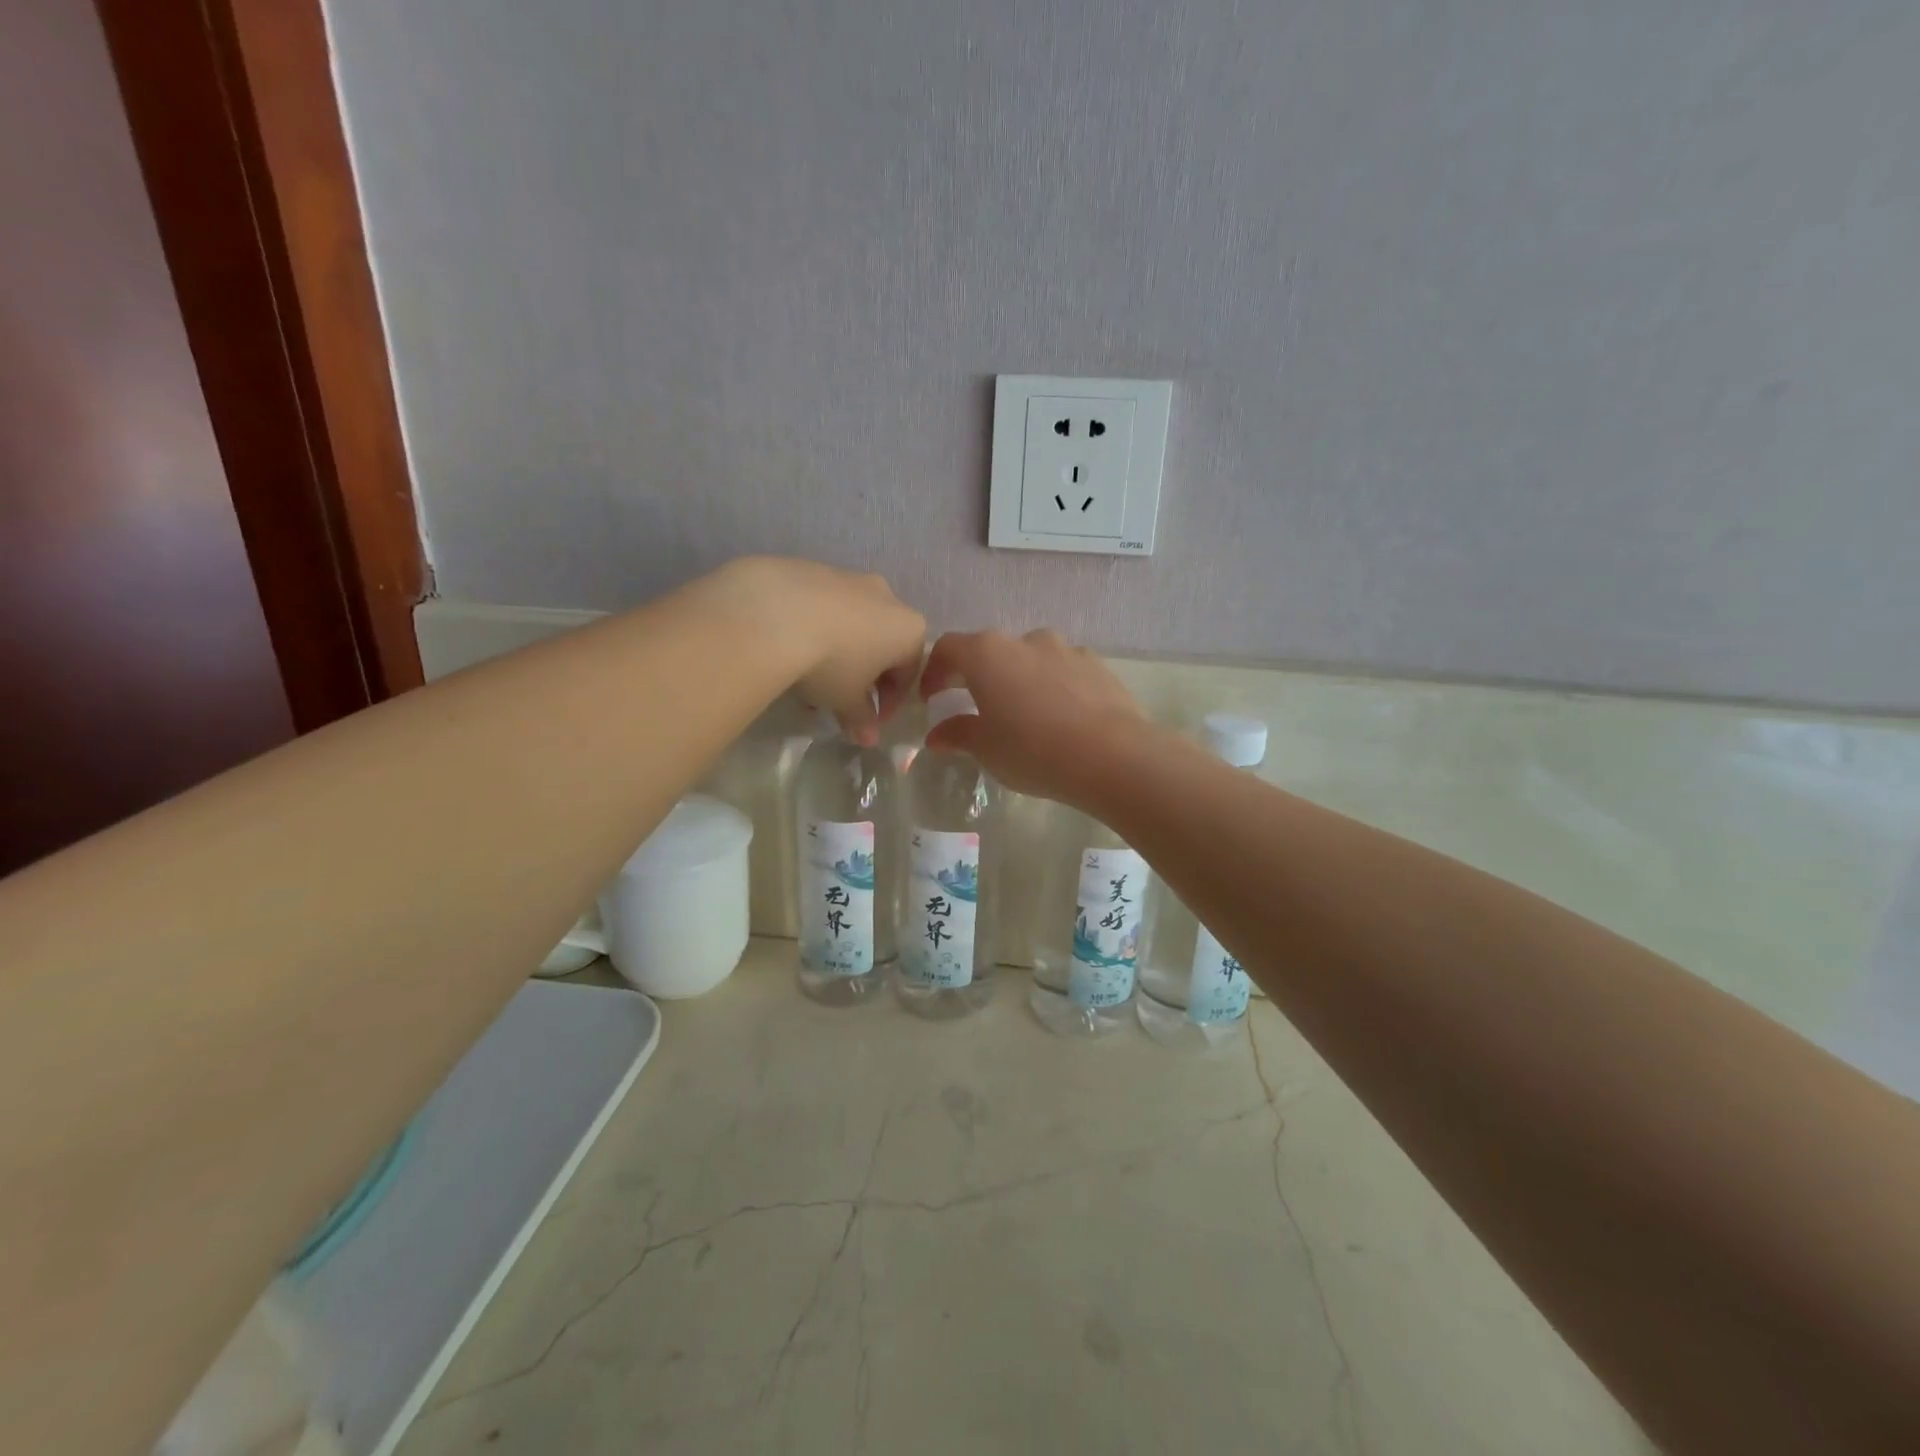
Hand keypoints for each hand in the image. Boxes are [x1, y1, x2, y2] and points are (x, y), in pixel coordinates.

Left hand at [707, 557, 925, 743]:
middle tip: (840, 700)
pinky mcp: (814, 568)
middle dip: (864, 675)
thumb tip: (868, 739)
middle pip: (882, 643)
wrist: (775, 612)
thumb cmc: (831, 662)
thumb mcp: (847, 700)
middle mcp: (888, 597)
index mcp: (908, 629)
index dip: (890, 703)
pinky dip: (815, 627)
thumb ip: (862, 719)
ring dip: (839, 651)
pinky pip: (823, 605)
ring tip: (810, 678)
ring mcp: (850, 577)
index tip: (869, 722)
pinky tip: (790, 647)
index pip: (908, 673)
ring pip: (852, 622)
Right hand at [918, 629, 1153, 805]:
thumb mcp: (986, 749)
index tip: (931, 698)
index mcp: (987, 654)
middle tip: (976, 707)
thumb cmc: (1032, 750)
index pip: (948, 649)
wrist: (1111, 755)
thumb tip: (937, 735)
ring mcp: (1066, 649)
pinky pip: (1064, 671)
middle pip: (991, 651)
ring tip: (1024, 715)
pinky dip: (1053, 687)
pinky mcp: (1097, 665)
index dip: (934, 672)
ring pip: (1031, 659)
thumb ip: (958, 734)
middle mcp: (1025, 640)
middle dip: (979, 677)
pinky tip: (1061, 717)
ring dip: (1020, 680)